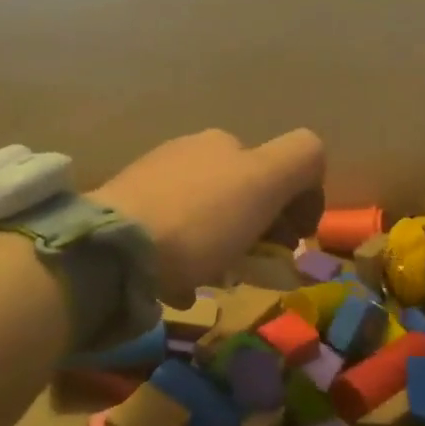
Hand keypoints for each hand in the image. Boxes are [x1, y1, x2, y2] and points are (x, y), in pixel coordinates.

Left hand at [90, 129, 325, 298]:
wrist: (113, 249)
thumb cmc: (199, 219)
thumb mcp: (264, 181)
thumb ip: (302, 159)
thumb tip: (310, 172)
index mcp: (224, 142)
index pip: (281, 167)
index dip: (297, 205)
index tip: (291, 246)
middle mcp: (188, 152)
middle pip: (244, 193)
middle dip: (259, 228)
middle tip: (254, 267)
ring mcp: (153, 181)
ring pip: (209, 216)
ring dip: (223, 247)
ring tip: (213, 280)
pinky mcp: (127, 214)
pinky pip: (174, 236)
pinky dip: (187, 259)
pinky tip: (178, 283)